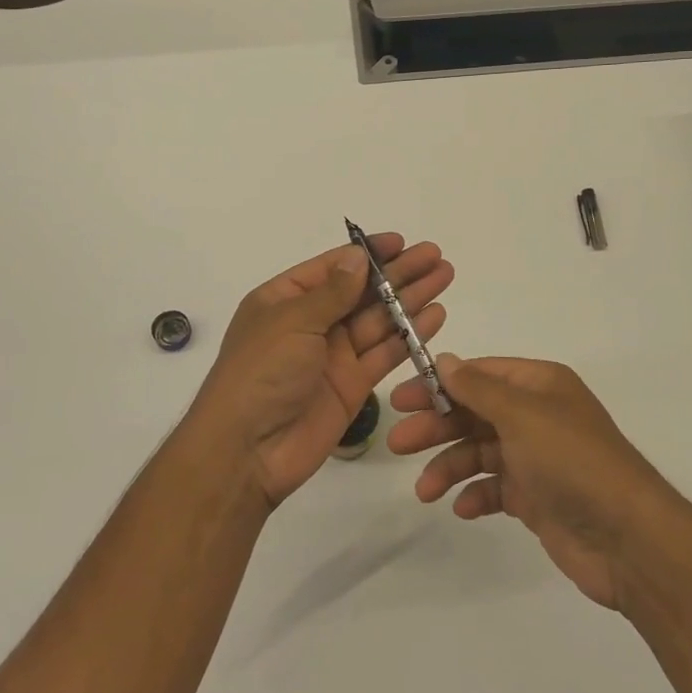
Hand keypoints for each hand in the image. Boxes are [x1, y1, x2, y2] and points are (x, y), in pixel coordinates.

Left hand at [187, 235, 452, 509]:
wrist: (247, 451)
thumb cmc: (260, 373)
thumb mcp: (292, 322)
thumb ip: (332, 292)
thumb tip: (358, 256)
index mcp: (285, 300)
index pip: (333, 268)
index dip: (368, 254)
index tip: (401, 241)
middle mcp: (311, 323)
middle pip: (362, 291)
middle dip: (398, 273)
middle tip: (435, 255)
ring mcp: (333, 354)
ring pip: (379, 319)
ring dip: (411, 298)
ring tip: (444, 276)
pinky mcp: (353, 384)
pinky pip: (386, 353)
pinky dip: (411, 335)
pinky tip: (435, 315)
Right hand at [387, 355, 669, 608]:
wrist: (627, 538)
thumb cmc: (572, 461)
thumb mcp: (521, 415)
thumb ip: (478, 388)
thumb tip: (444, 359)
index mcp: (539, 385)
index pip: (479, 375)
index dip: (439, 384)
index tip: (401, 399)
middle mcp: (537, 416)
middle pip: (474, 413)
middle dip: (437, 427)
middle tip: (398, 444)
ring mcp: (536, 458)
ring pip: (480, 452)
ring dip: (449, 466)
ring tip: (425, 490)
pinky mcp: (536, 498)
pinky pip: (495, 488)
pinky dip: (475, 495)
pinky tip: (460, 508)